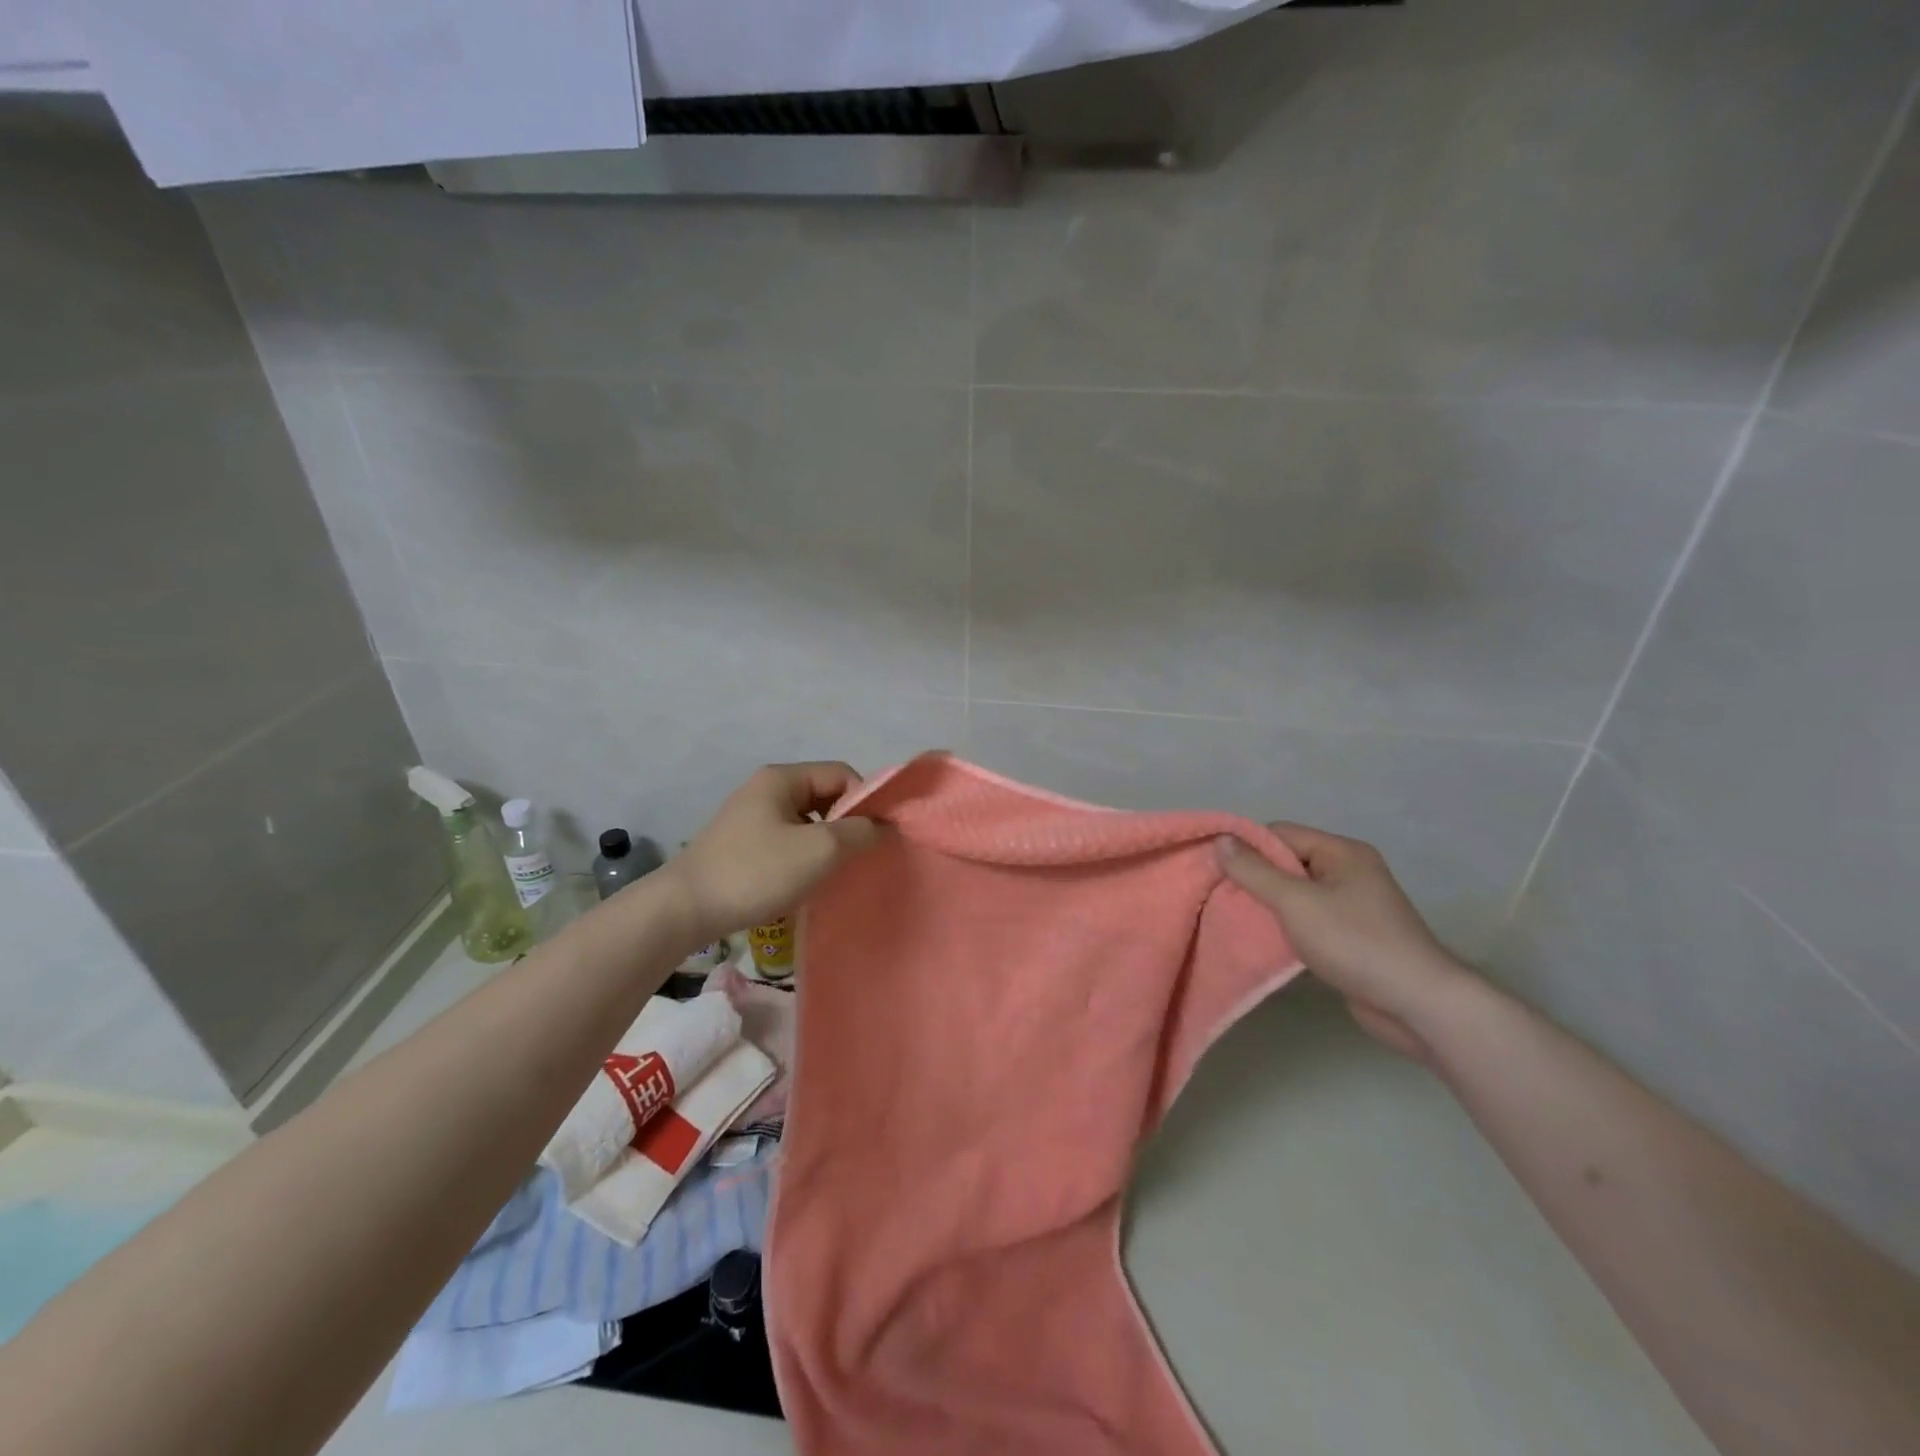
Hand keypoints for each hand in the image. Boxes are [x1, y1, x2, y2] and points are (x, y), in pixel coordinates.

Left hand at [667, 762, 882, 943]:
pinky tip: (805, 883)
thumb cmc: (756, 872)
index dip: (864, 801)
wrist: (685, 909)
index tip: (874, 837)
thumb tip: (882, 826)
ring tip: (833, 874)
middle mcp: (765, 789)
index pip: (841, 774)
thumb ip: (858, 832)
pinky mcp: (741, 845)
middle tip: (858, 858)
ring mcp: (750, 818)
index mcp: (782, 778)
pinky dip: (803, 857)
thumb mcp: (818, 850)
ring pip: (806, 822)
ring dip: (825, 844)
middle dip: (846, 825)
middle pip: (824, 796)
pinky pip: (787, 841)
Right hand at [1218, 823, 1471, 1060]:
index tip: (1215, 869)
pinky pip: (1308, 919)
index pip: (1281, 834)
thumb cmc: (1355, 942)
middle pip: (1287, 863)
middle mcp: (1349, 872)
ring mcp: (1352, 905)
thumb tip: (1221, 840)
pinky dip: (1285, 926)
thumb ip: (1255, 871)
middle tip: (1220, 896)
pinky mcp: (1352, 936)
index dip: (1247, 847)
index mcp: (1342, 852)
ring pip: (1295, 894)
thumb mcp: (1296, 902)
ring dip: (1268, 905)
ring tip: (1234, 917)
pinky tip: (1262, 940)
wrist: (1417, 1004)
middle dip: (1254, 878)